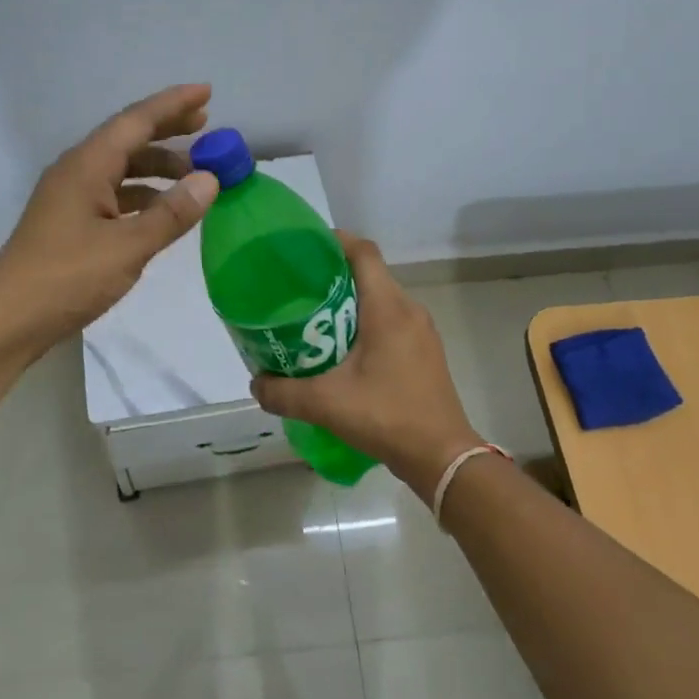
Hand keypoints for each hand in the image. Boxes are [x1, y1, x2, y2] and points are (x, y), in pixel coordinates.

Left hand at [0, 84, 220, 356]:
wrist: (6, 321)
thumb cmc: (66, 279)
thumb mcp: (127, 248)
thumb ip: (170, 214)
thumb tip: (210, 179)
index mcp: (87, 166)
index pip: (136, 121)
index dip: (173, 105)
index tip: (207, 91)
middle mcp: (77, 172)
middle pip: (127, 139)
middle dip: (167, 130)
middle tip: (206, 125)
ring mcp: (71, 198)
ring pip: (122, 169)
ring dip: (158, 167)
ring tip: (195, 174)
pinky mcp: (71, 223)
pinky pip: (115, 195)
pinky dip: (143, 196)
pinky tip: (164, 210)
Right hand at [251, 234, 482, 495]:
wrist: (443, 457)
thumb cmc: (387, 416)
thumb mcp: (326, 404)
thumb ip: (283, 392)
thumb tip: (256, 383)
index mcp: (387, 308)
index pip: (363, 252)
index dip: (334, 241)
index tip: (303, 248)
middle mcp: (408, 310)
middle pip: (369, 273)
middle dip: (333, 274)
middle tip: (296, 288)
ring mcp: (421, 331)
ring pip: (380, 299)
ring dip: (349, 301)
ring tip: (313, 318)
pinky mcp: (424, 351)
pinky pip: (391, 321)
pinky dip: (365, 322)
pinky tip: (342, 349)